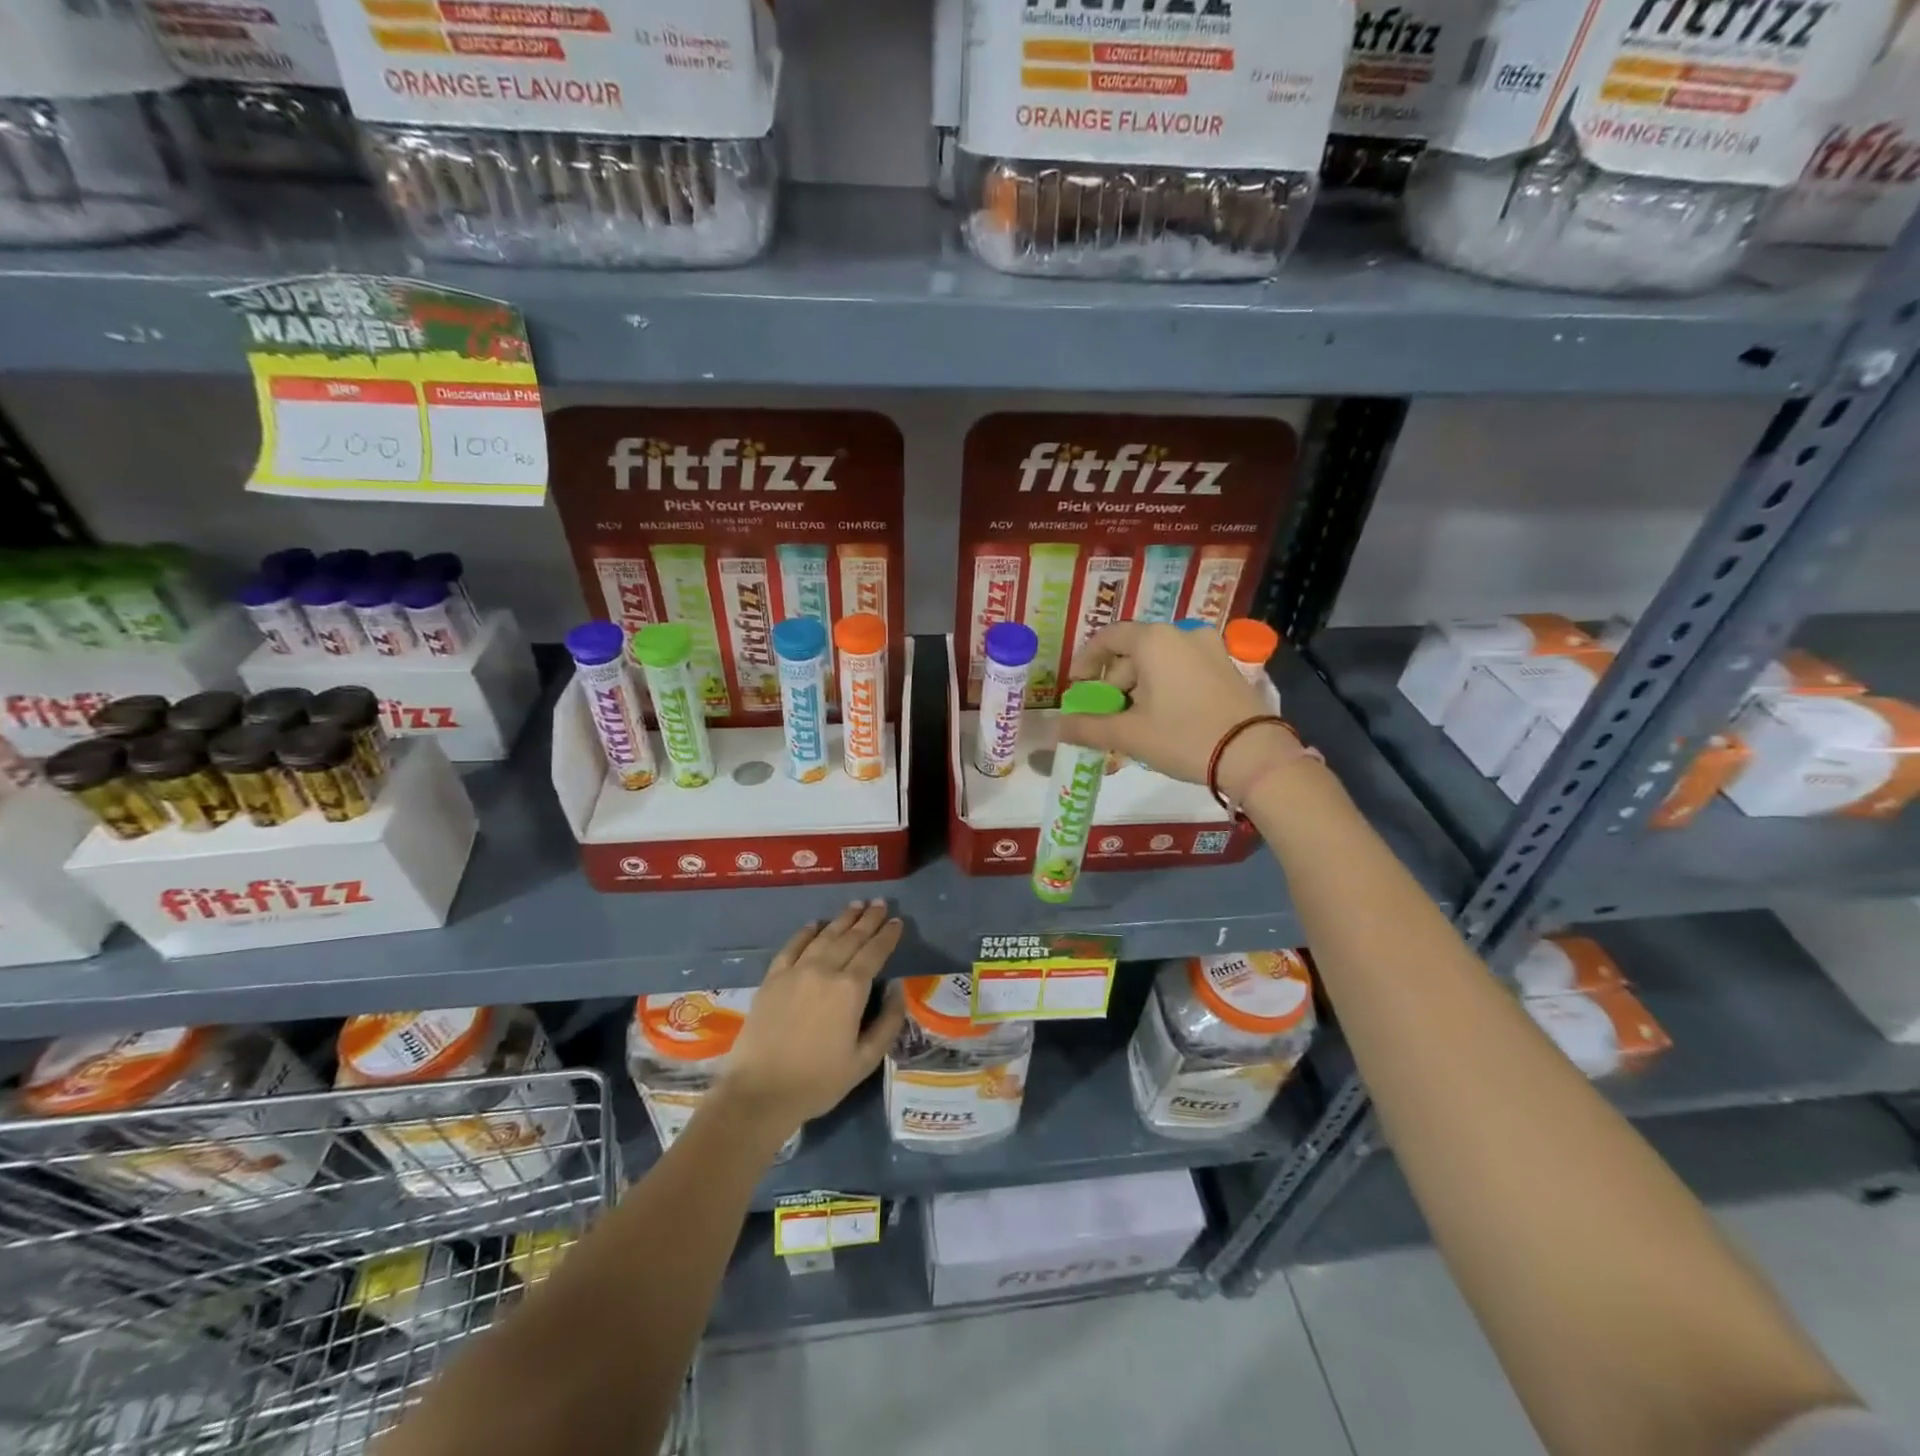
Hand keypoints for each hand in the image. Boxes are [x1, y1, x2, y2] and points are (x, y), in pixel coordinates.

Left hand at [719, 901, 906, 1136]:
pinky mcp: (772, 978)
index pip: (875, 952)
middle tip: (880, 903)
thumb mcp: (865, 1060)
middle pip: (851, 937)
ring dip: (842, 919)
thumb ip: (888, 1022)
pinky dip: (806, 932)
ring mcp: (796, 971)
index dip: (888, 935)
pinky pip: (792, 946)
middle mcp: (824, 970)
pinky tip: (814, 925)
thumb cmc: (818, 1081)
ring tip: (855, 905)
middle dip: (869, 919)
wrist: (760, 1092)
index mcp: (850, 989)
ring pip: (824, 936)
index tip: (898, 921)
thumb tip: (897, 989)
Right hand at [1056, 621, 1307, 799]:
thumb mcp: (1129, 734)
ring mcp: (1210, 649)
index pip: (1108, 637)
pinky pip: (1183, 670)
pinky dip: (1165, 688)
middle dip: (1114, 683)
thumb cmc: (1183, 736)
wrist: (1254, 755)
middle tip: (1106, 716)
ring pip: (1160, 663)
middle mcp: (1182, 634)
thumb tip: (1056, 728)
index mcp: (1154, 640)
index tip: (1078, 688)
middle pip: (1134, 652)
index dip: (1086, 661)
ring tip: (1134, 724)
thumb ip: (1087, 727)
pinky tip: (1163, 719)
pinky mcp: (1227, 668)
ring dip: (1139, 689)